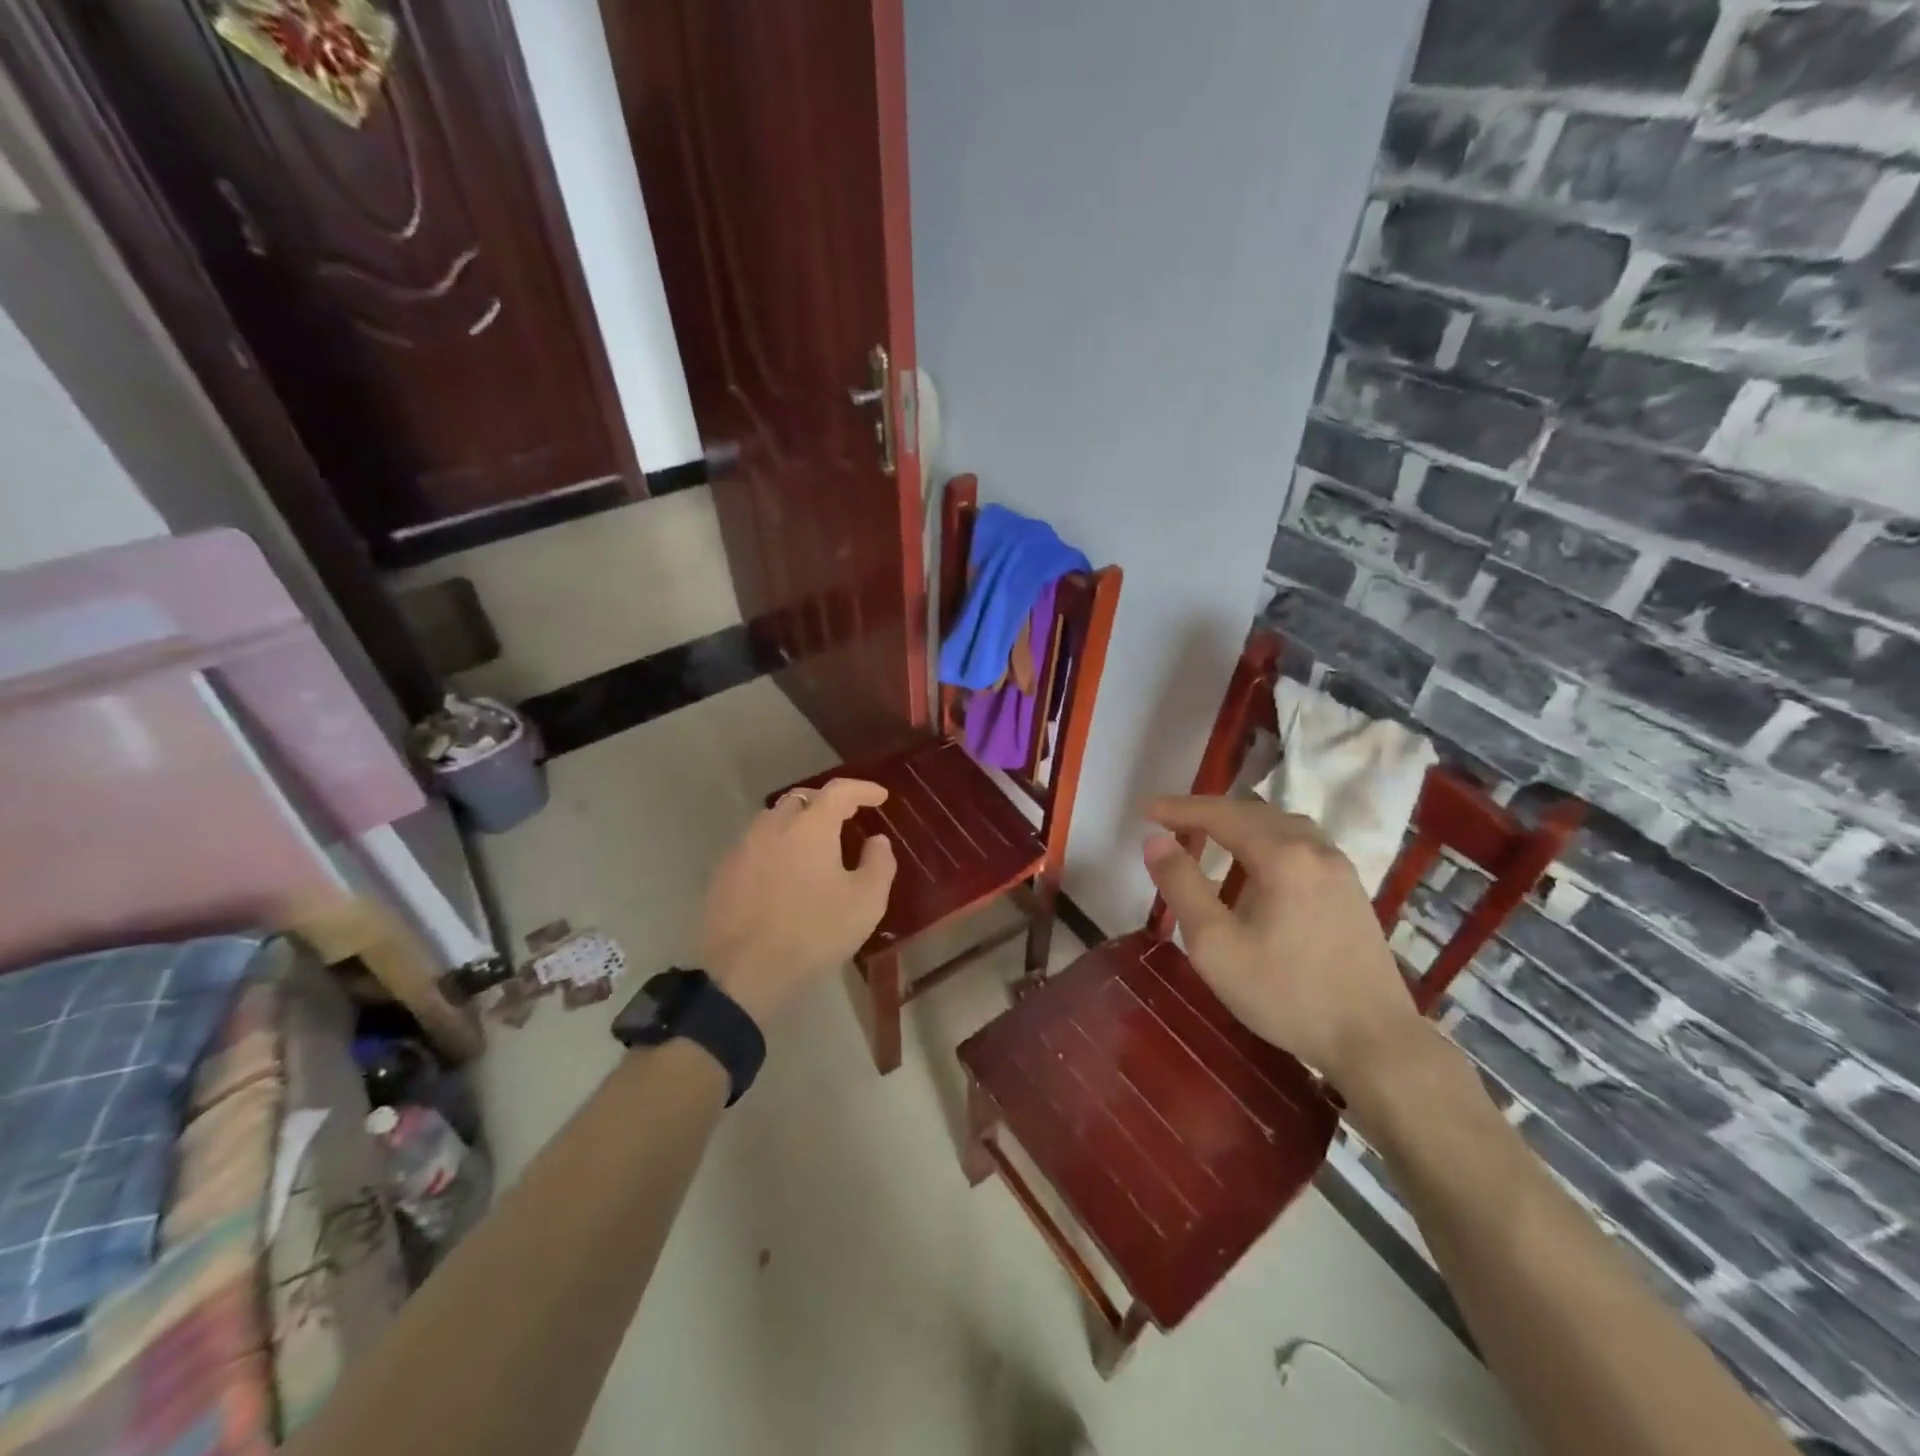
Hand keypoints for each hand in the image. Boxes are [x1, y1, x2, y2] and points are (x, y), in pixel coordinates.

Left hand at [700, 779, 896, 1023]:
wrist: (745, 971)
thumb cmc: (814, 932)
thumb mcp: (866, 902)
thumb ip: (879, 863)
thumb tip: (877, 840)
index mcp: (810, 827)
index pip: (839, 791)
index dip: (862, 789)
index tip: (880, 796)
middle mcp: (773, 826)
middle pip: (802, 798)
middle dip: (827, 801)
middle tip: (846, 817)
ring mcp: (743, 847)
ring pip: (774, 819)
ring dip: (798, 822)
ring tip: (814, 843)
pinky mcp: (724, 872)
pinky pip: (755, 844)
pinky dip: (776, 846)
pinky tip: (783, 870)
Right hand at [1142, 795, 1425, 1092]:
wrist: (1375, 1041)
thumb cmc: (1285, 993)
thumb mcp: (1215, 945)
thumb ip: (1181, 886)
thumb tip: (1155, 841)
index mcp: (1282, 855)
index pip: (1221, 815)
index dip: (1181, 809)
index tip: (1148, 811)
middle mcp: (1315, 849)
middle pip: (1253, 813)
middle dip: (1209, 812)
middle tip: (1172, 822)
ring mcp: (1340, 869)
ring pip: (1282, 826)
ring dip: (1241, 824)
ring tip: (1211, 838)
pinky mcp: (1352, 891)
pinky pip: (1302, 845)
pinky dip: (1268, 840)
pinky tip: (1258, 867)